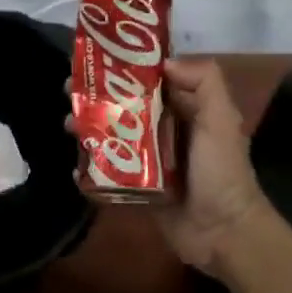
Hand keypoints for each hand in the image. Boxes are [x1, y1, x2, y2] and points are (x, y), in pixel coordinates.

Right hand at [65, 58, 273, 279]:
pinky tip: (74, 167)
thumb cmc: (221, 171)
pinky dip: (90, 169)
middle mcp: (164, 131)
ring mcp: (148, 162)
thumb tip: (164, 63)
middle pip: (124, 106)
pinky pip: (109, 174)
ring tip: (67, 123)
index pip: (150, 81)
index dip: (124, 68)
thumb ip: (205, 82)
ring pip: (112, 137)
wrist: (224, 234)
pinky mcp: (137, 189)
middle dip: (96, 97)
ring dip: (88, 129)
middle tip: (68, 90)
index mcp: (185, 111)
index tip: (94, 58)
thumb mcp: (222, 119)